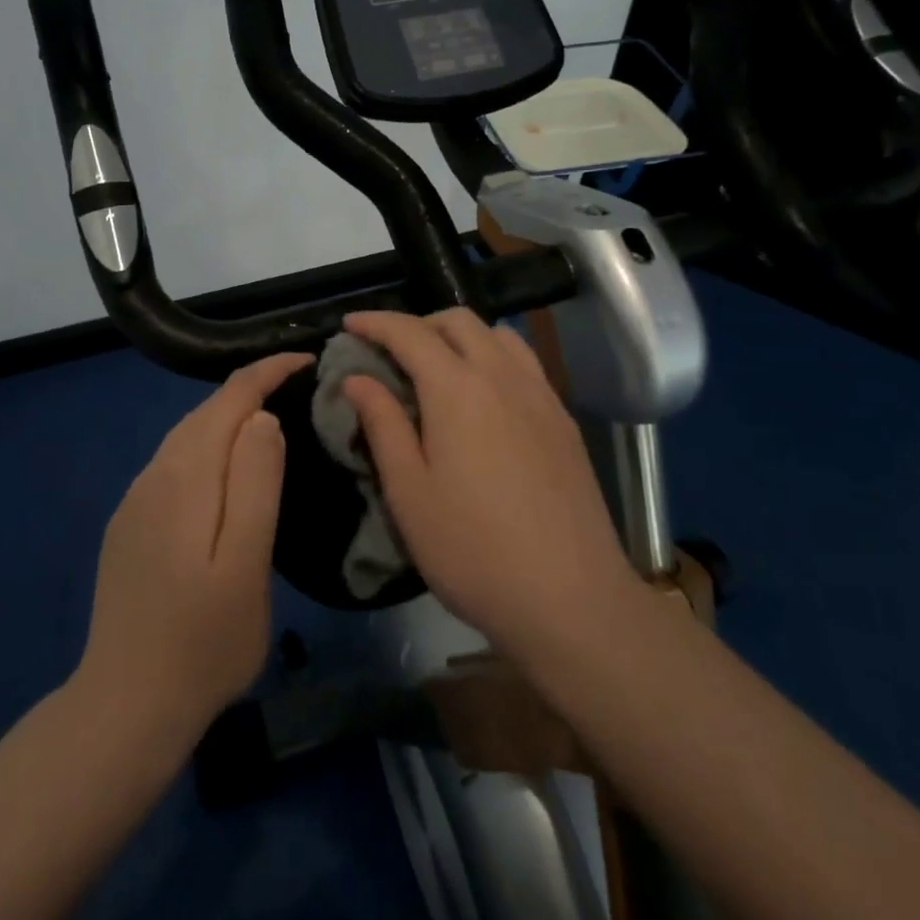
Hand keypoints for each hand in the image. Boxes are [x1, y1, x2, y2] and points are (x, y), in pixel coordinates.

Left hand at [75, 353, 310, 745]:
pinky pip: (175, 462)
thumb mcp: (246, 565)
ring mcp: (136, 499)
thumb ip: (256, 484)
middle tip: (299, 387)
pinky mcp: (130, 522)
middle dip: (252, 387)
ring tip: (271, 419)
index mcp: (187, 475)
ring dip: (228, 416)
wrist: (125, 706)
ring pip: (188, 435)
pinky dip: (208, 446)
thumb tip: (263, 418)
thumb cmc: (203, 642)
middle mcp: (155, 473)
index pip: (231, 398)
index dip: (268, 371)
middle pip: (206, 411)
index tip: (308, 360)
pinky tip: (225, 470)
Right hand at [341, 310, 635, 661]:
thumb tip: (357, 378)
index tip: (348, 325)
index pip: (410, 332)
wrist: (572, 599)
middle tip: (389, 351)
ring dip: (460, 336)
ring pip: (498, 335)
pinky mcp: (563, 420)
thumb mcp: (409, 492)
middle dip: (417, 323)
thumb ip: (382, 424)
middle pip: (458, 321)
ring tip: (437, 368)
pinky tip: (484, 397)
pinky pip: (524, 363)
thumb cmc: (473, 549)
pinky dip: (493, 357)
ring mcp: (541, 395)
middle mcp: (502, 376)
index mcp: (458, 389)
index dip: (375, 322)